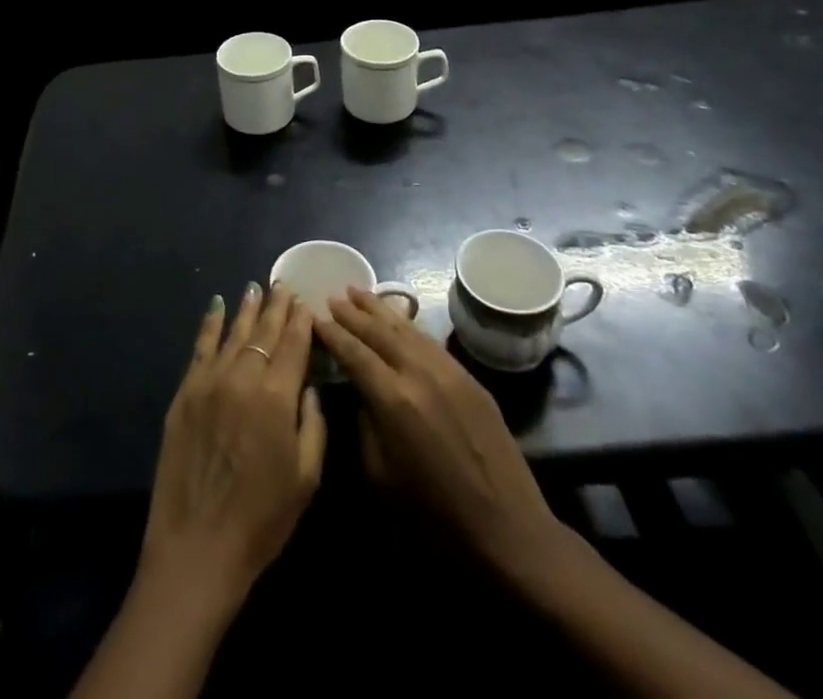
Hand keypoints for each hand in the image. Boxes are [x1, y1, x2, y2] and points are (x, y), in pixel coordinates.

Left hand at [140, 283, 326, 605]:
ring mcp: (210, 381)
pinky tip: (216, 306)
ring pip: (233, 333)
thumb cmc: (262, 519)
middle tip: (283, 285)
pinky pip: (201, 347)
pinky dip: (210, 323)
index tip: (305, 300)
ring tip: (256, 288)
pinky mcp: (185, 391)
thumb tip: (308, 385)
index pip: (292, 345)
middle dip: (276, 308)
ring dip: (246, 309)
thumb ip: (313, 424)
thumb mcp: (306, 478)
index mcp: (277, 397)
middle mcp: (243, 377)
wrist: (198, 545)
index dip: (300, 321)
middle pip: (263, 332)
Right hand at [315, 287, 563, 579]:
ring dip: (380, 309)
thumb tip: (361, 394)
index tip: (314, 317)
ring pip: (407, 328)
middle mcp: (420, 373)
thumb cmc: (436, 516)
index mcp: (394, 400)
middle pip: (379, 331)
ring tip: (359, 292)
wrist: (509, 530)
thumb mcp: (381, 477)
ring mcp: (449, 372)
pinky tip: (398, 318)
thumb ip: (365, 425)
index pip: (354, 353)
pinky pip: (430, 341)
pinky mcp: (470, 378)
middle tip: (332, 296)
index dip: (332, 333)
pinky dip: (409, 325)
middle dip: (353, 312)